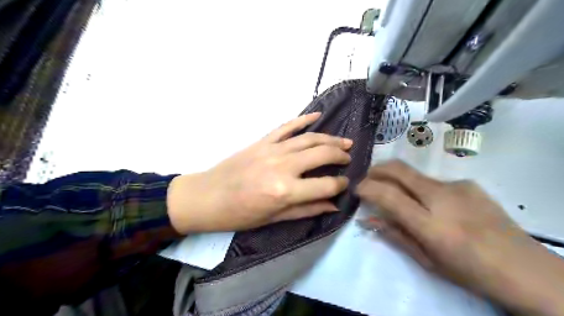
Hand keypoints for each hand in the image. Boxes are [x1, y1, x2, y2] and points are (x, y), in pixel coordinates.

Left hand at [167, 111, 351, 232]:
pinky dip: (303, 119)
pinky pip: (286, 126)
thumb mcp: (274, 219)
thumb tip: (334, 205)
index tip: (345, 184)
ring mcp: (272, 149)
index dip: (340, 185)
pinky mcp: (262, 141)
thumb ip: (306, 210)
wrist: (207, 196)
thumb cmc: (240, 214)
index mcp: (285, 191)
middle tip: (348, 158)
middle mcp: (282, 166)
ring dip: (330, 139)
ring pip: (309, 138)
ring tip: (344, 142)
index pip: (325, 185)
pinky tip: (317, 115)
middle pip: (321, 155)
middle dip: (340, 156)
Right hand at [356, 160, 563, 315]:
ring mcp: (457, 186)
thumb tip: (369, 220)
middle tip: (367, 178)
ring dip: (398, 179)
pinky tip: (433, 204)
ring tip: (398, 194)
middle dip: (377, 170)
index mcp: (431, 224)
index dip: (367, 188)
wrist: (524, 268)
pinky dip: (421, 188)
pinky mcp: (468, 183)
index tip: (357, 189)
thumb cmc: (469, 271)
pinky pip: (434, 182)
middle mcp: (442, 198)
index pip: (388, 195)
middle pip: (399, 170)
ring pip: (415, 174)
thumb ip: (395, 235)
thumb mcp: (426, 260)